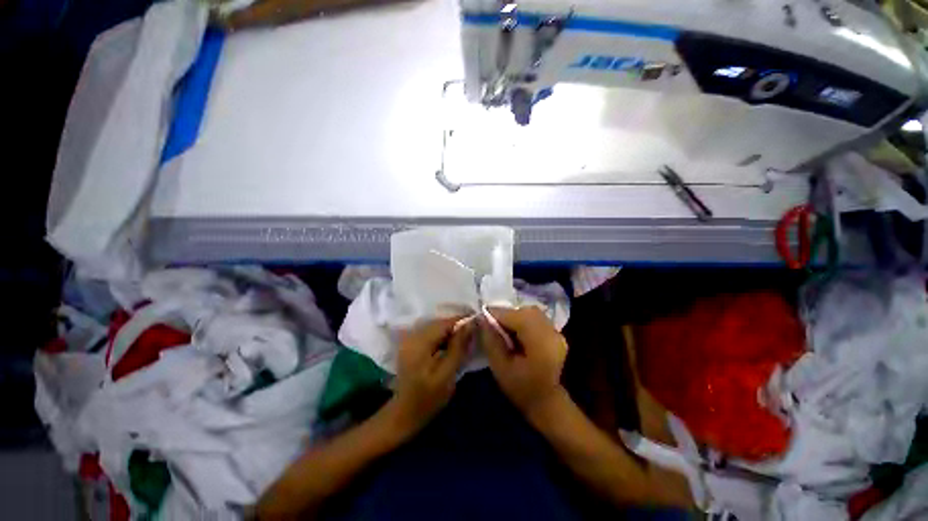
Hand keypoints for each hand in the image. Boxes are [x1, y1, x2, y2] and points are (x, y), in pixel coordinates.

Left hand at [388, 317, 472, 436]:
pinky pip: (430, 334)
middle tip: (474, 334)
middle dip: (457, 326)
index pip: (445, 322)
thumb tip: (470, 324)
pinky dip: (442, 337)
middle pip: (440, 323)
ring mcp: (410, 340)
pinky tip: (450, 346)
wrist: (404, 414)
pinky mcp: (411, 345)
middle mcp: (413, 336)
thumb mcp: (447, 374)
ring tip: (465, 340)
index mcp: (420, 342)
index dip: (463, 320)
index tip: (479, 323)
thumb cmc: (427, 398)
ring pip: (436, 327)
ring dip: (451, 331)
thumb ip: (458, 347)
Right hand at [480, 306, 567, 415]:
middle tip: (493, 324)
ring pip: (531, 312)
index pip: (515, 317)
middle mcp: (551, 333)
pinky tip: (517, 332)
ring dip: (515, 316)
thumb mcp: (499, 367)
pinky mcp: (556, 334)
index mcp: (539, 343)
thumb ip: (491, 340)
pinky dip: (524, 320)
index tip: (482, 317)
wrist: (546, 403)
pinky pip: (537, 318)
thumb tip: (482, 319)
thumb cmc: (521, 388)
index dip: (497, 314)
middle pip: (525, 311)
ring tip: (504, 328)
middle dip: (507, 314)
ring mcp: (557, 333)